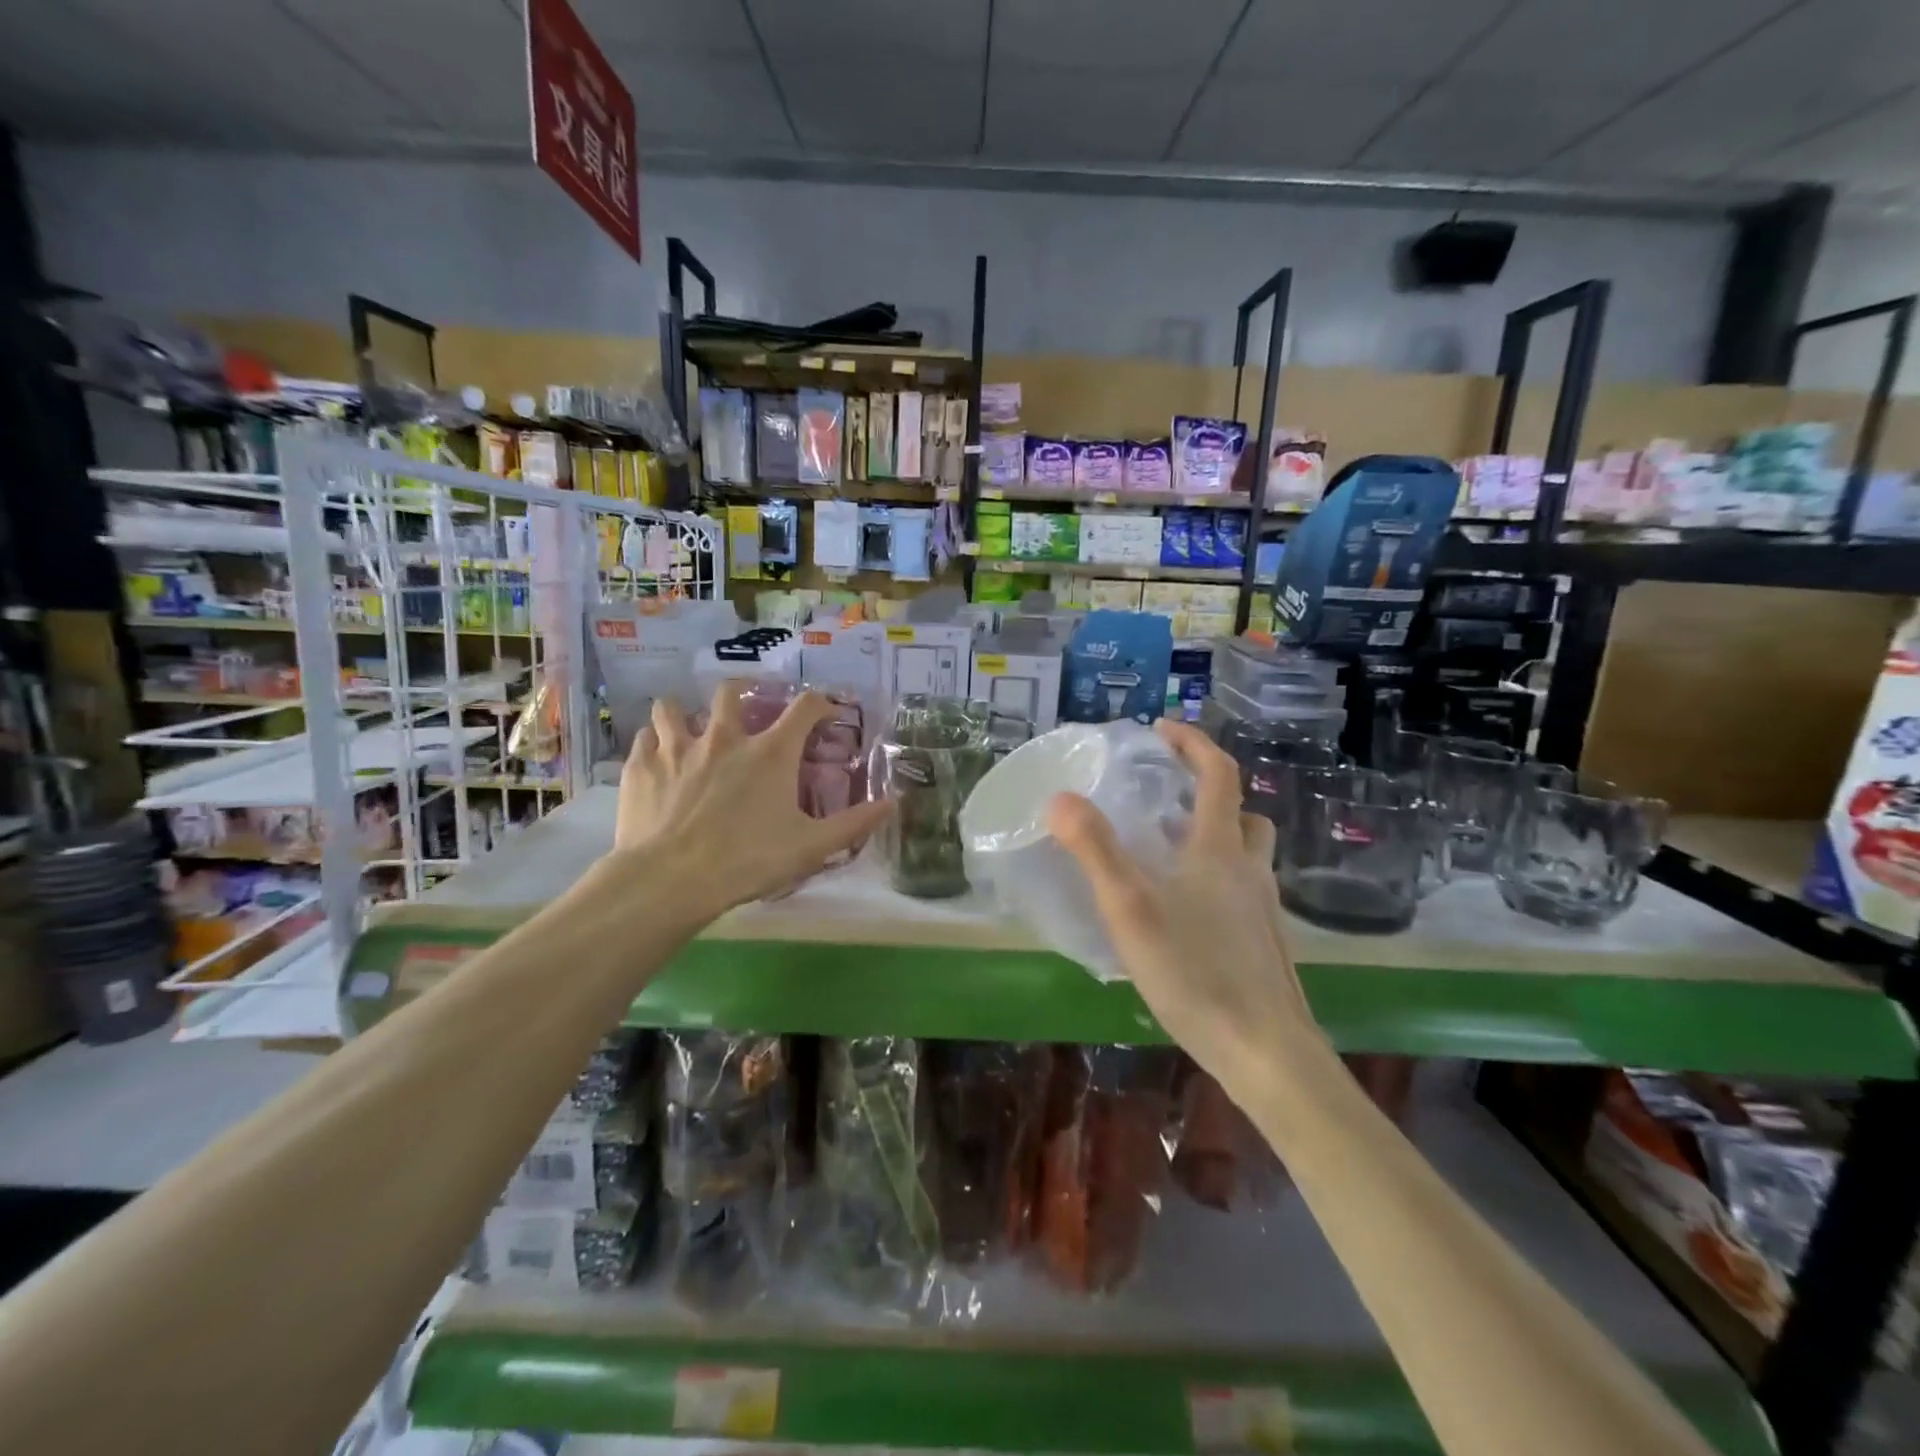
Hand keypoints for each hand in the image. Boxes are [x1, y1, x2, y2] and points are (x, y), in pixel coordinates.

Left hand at [614, 683, 891, 912]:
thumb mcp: (811, 847)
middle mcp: (724, 737)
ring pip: (674, 707)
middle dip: (743, 692)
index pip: (805, 707)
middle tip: (747, 710)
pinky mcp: (643, 766)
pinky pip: (646, 737)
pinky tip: (659, 758)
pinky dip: (655, 742)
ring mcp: (678, 747)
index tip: (826, 712)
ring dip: (685, 713)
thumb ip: (854, 823)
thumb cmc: (748, 861)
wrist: (671, 880)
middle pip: (731, 691)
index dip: (820, 703)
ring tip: (691, 730)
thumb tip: (893, 803)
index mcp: (771, 752)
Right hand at [1047, 720, 1320, 1084]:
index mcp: (1220, 848)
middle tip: (1166, 798)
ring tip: (1169, 854)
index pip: (1218, 773)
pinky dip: (1218, 880)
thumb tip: (1060, 798)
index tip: (1161, 729)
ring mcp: (1264, 909)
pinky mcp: (1266, 943)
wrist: (1266, 1051)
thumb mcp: (1130, 907)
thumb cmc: (1195, 971)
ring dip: (1215, 837)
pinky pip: (1244, 890)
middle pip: (1240, 812)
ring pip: (1246, 854)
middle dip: (1207, 792)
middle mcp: (1250, 869)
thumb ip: (1094, 850)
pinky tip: (1187, 914)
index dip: (1193, 742)